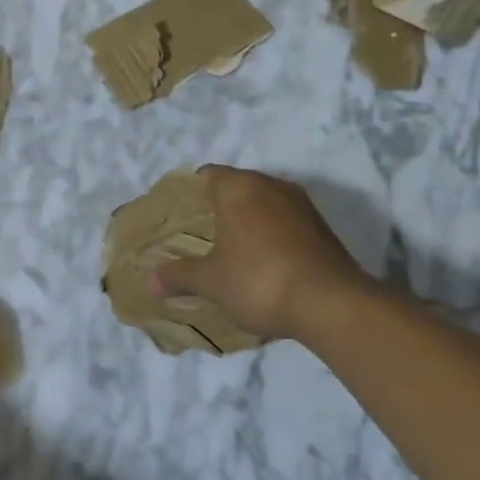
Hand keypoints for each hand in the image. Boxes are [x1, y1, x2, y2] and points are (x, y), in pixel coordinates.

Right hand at [153, 166, 371, 342]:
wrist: (331, 304)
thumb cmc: (258, 280)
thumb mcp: (210, 281)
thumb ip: (178, 275)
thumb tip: (148, 281)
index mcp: (239, 188)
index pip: (207, 175)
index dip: (190, 191)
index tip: (178, 213)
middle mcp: (271, 186)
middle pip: (237, 187)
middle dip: (218, 207)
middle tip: (197, 232)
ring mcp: (302, 206)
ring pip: (264, 204)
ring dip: (247, 221)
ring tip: (228, 248)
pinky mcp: (323, 229)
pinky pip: (285, 223)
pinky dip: (271, 236)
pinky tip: (261, 262)